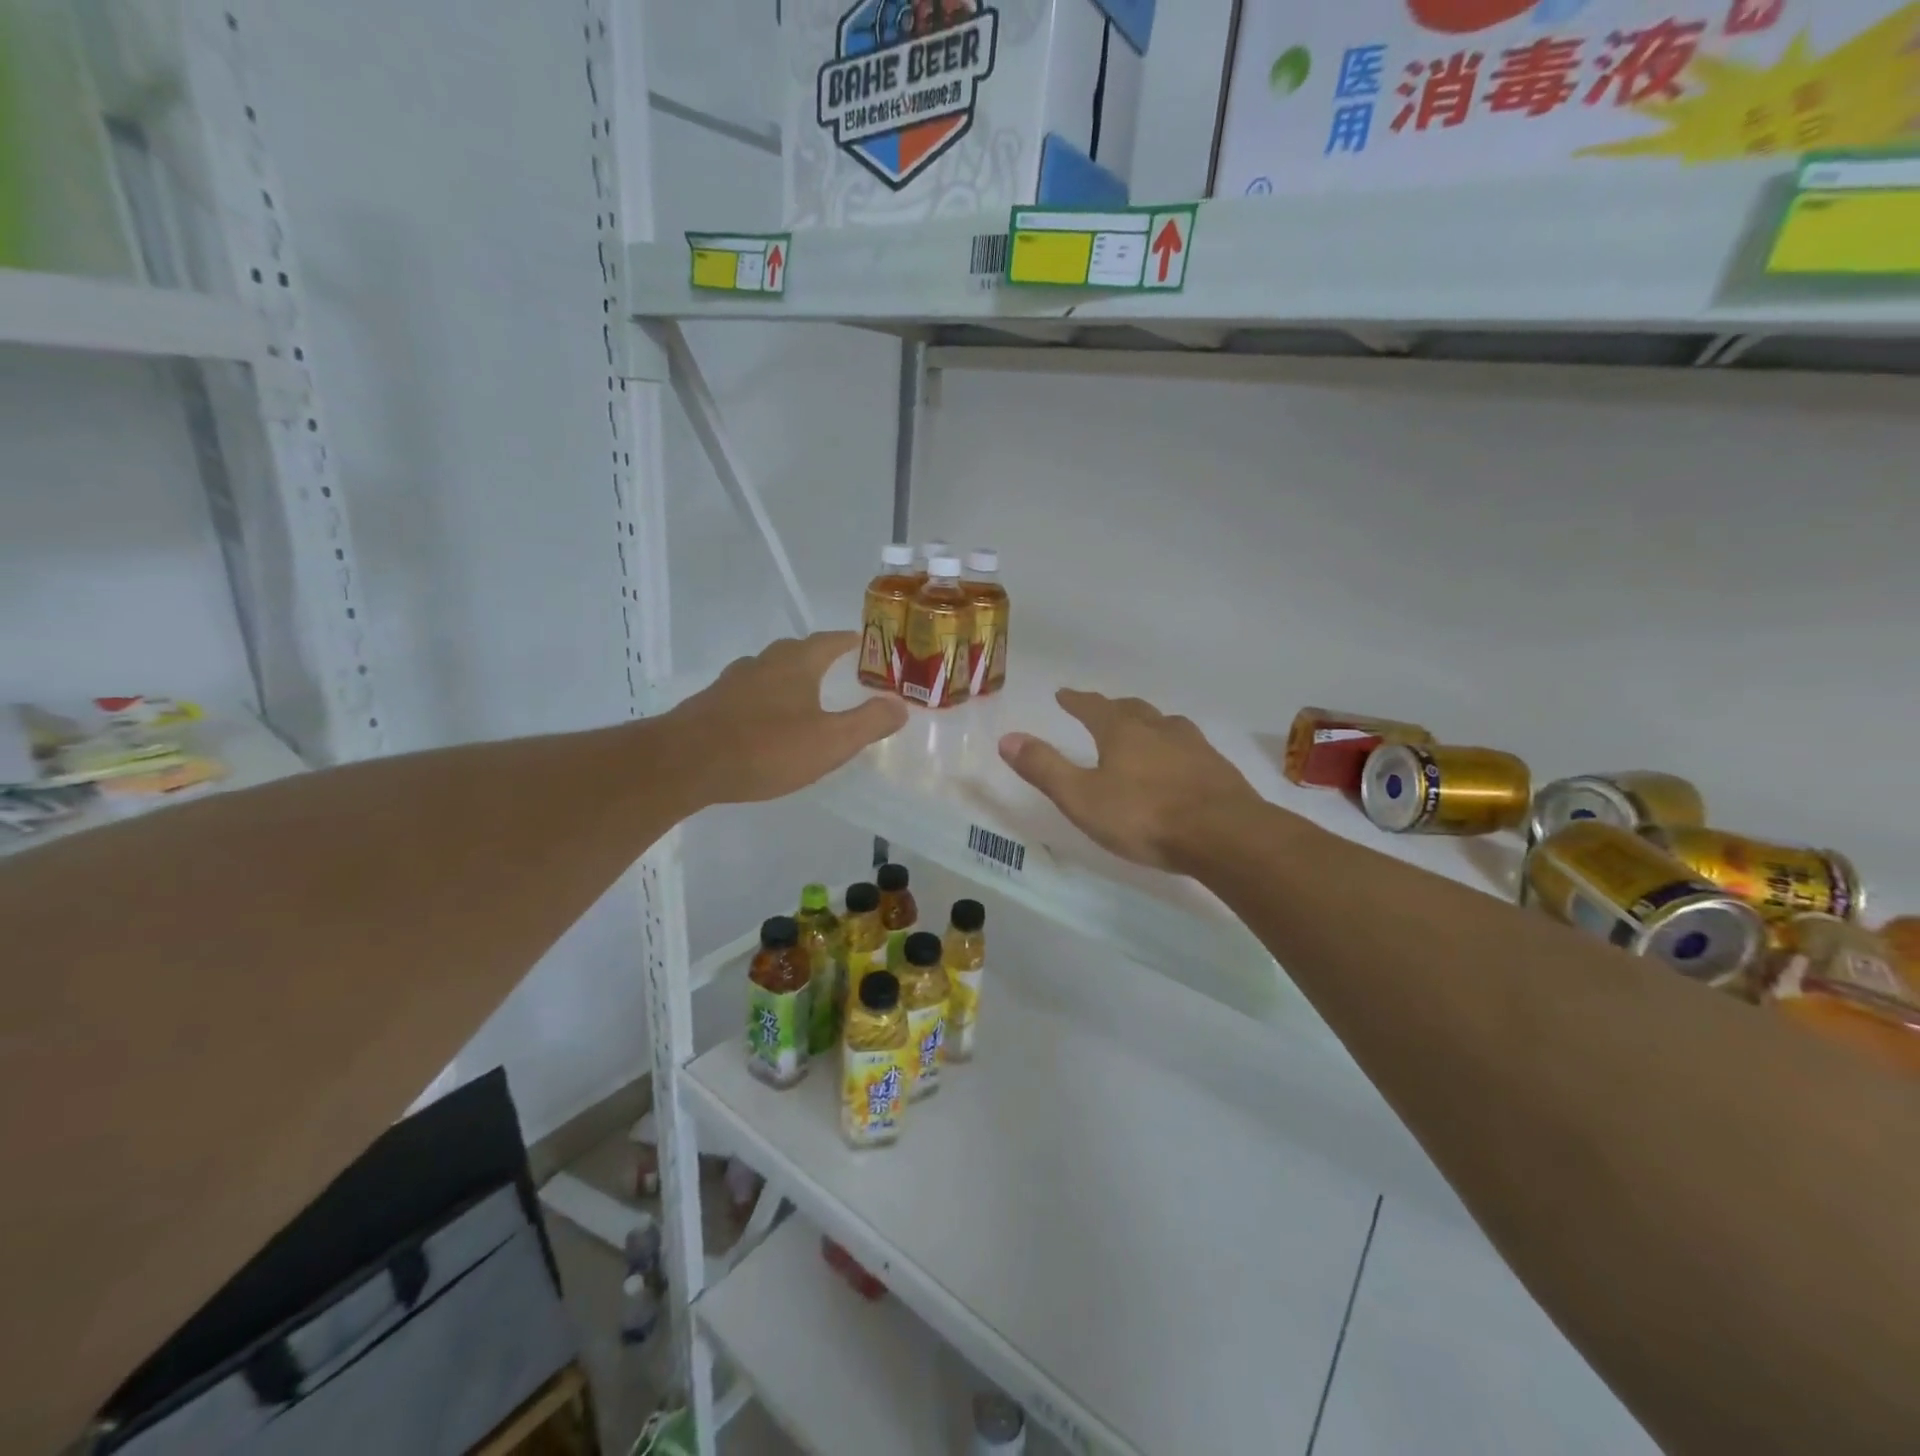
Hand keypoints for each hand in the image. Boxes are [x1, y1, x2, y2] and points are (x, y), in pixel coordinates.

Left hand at [665, 632, 906, 806]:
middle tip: (837, 671)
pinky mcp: (710, 705)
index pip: (829, 642)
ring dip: (788, 679)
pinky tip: (765, 724)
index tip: (863, 642)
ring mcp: (732, 683)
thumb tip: (900, 705)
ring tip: (804, 698)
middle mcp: (762, 664)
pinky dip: (764, 701)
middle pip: (796, 651)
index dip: (848, 641)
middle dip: (818, 658)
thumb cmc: (766, 748)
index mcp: (796, 664)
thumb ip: (869, 722)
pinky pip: (747, 695)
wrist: (685, 764)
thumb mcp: (831, 741)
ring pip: (767, 672)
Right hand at [998, 690, 1260, 872]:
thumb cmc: (1144, 817)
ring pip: (1165, 724)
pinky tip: (1179, 763)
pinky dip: (1175, 747)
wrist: (1224, 835)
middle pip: (1132, 709)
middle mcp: (1159, 729)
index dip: (1075, 700)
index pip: (1092, 707)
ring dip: (1148, 723)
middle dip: (1112, 707)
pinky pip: (1190, 747)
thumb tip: (1007, 738)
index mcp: (1122, 732)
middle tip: (1101, 708)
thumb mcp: (1082, 797)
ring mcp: (1194, 746)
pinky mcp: (1217, 769)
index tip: (1063, 693)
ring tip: (1143, 729)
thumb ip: (1045, 768)